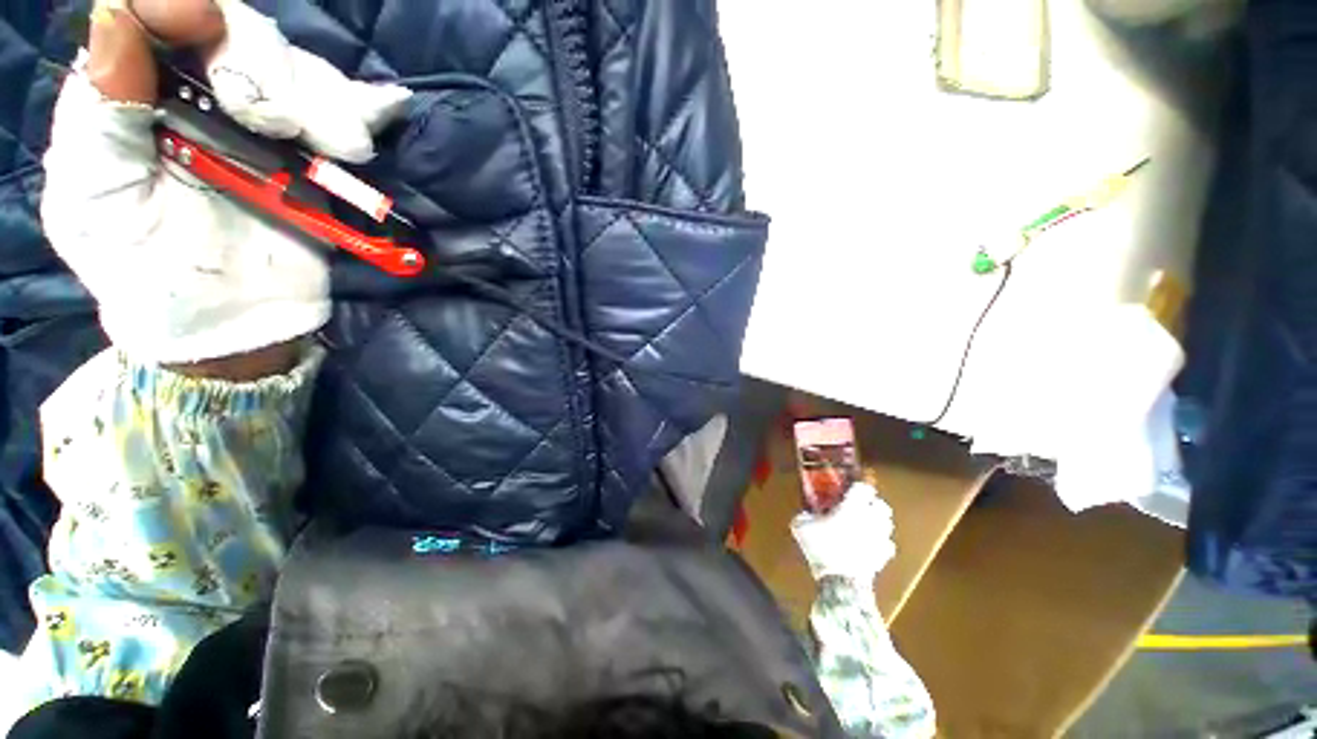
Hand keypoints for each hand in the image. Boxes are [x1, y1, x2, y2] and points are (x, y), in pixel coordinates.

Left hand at [42, 4, 411, 367]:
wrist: (231, 318)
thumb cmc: (146, 270)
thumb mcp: (96, 199)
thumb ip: (99, 114)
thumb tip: (114, 18)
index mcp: (129, 95)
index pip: (147, 13)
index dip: (173, 5)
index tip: (201, 26)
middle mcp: (192, 91)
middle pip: (231, 28)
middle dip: (257, 63)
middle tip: (270, 123)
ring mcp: (257, 119)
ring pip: (291, 63)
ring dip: (314, 99)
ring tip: (333, 148)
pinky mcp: (309, 149)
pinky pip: (338, 106)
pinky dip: (357, 111)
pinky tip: (356, 139)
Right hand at [791, 483, 896, 581]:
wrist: (841, 581)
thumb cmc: (822, 548)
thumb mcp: (801, 527)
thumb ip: (804, 516)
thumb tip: (806, 513)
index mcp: (852, 507)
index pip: (864, 488)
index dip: (857, 487)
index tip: (848, 489)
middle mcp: (870, 519)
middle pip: (881, 504)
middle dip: (872, 504)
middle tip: (858, 506)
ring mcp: (880, 538)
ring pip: (887, 523)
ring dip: (877, 521)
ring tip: (864, 524)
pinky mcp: (884, 556)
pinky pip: (887, 544)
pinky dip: (880, 542)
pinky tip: (869, 545)